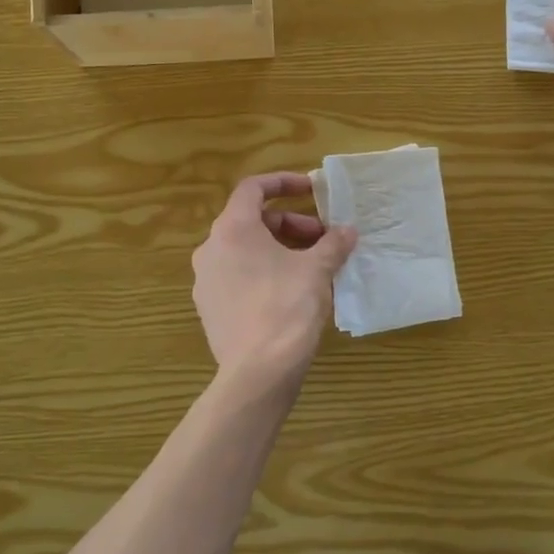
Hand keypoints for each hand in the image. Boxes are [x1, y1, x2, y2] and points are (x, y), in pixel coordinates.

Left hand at [192, 173, 355, 389]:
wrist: (258, 371)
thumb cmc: (287, 307)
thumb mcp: (317, 270)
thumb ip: (332, 244)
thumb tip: (347, 231)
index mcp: (232, 229)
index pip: (253, 188)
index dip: (283, 183)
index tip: (311, 190)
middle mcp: (211, 249)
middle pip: (251, 221)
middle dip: (290, 225)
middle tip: (322, 240)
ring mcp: (206, 281)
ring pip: (244, 251)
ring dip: (279, 250)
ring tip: (311, 267)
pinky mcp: (210, 309)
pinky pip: (238, 277)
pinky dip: (263, 273)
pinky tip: (291, 293)